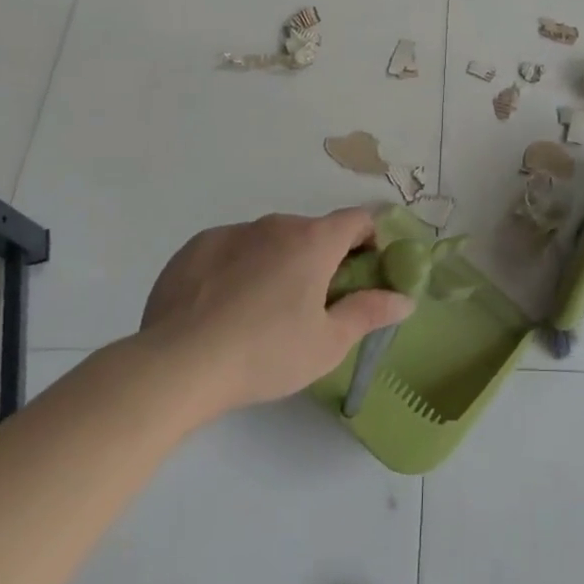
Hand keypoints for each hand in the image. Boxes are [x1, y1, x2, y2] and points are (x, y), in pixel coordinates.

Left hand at [137, 208, 412, 419]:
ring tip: (261, 312)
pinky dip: (238, 268)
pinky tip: (222, 308)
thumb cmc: (266, 353)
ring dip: (278, 262)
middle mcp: (276, 224)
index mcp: (314, 240)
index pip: (357, 219)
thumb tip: (405, 298)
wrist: (178, 364)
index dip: (369, 240)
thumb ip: (370, 312)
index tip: (364, 273)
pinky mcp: (196, 247)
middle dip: (321, 259)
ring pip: (269, 240)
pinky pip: (231, 249)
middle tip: (312, 305)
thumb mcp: (328, 343)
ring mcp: (233, 231)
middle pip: (312, 232)